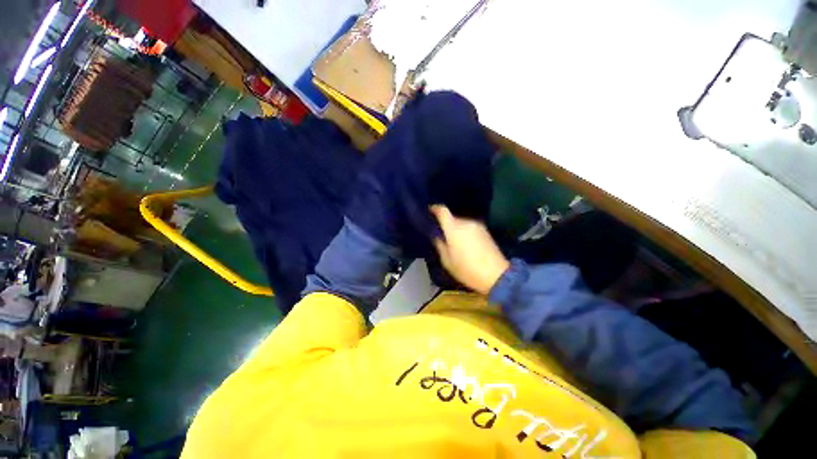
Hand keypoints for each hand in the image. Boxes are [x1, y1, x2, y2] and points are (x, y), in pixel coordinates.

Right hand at [431, 205, 509, 294]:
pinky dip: (465, 232)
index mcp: (454, 228)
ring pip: (461, 223)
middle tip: (441, 235)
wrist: (496, 275)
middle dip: (445, 224)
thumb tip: (436, 235)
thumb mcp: (447, 261)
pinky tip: (465, 244)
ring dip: (456, 229)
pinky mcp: (485, 231)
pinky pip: (470, 227)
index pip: (442, 211)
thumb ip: (439, 245)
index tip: (429, 211)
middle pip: (452, 218)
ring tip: (454, 242)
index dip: (434, 208)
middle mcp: (466, 222)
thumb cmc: (467, 269)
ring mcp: (477, 225)